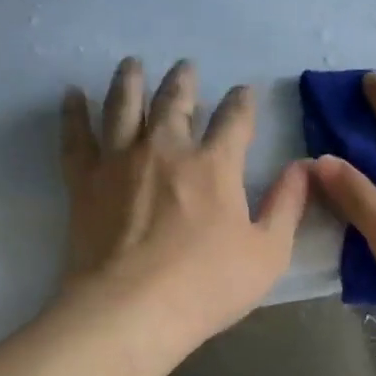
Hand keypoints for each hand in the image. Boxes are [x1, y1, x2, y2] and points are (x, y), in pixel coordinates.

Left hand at [60, 58, 308, 349]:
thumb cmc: (206, 286)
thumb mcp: (267, 253)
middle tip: (186, 67)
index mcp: (214, 165)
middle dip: (184, 81)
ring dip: (130, 81)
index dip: (243, 102)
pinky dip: (73, 113)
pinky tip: (72, 95)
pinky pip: (76, 137)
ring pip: (124, 106)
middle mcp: (166, 150)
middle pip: (174, 101)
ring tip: (132, 64)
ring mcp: (120, 161)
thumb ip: (287, 205)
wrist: (131, 311)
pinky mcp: (84, 182)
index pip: (234, 120)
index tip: (245, 92)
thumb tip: (304, 166)